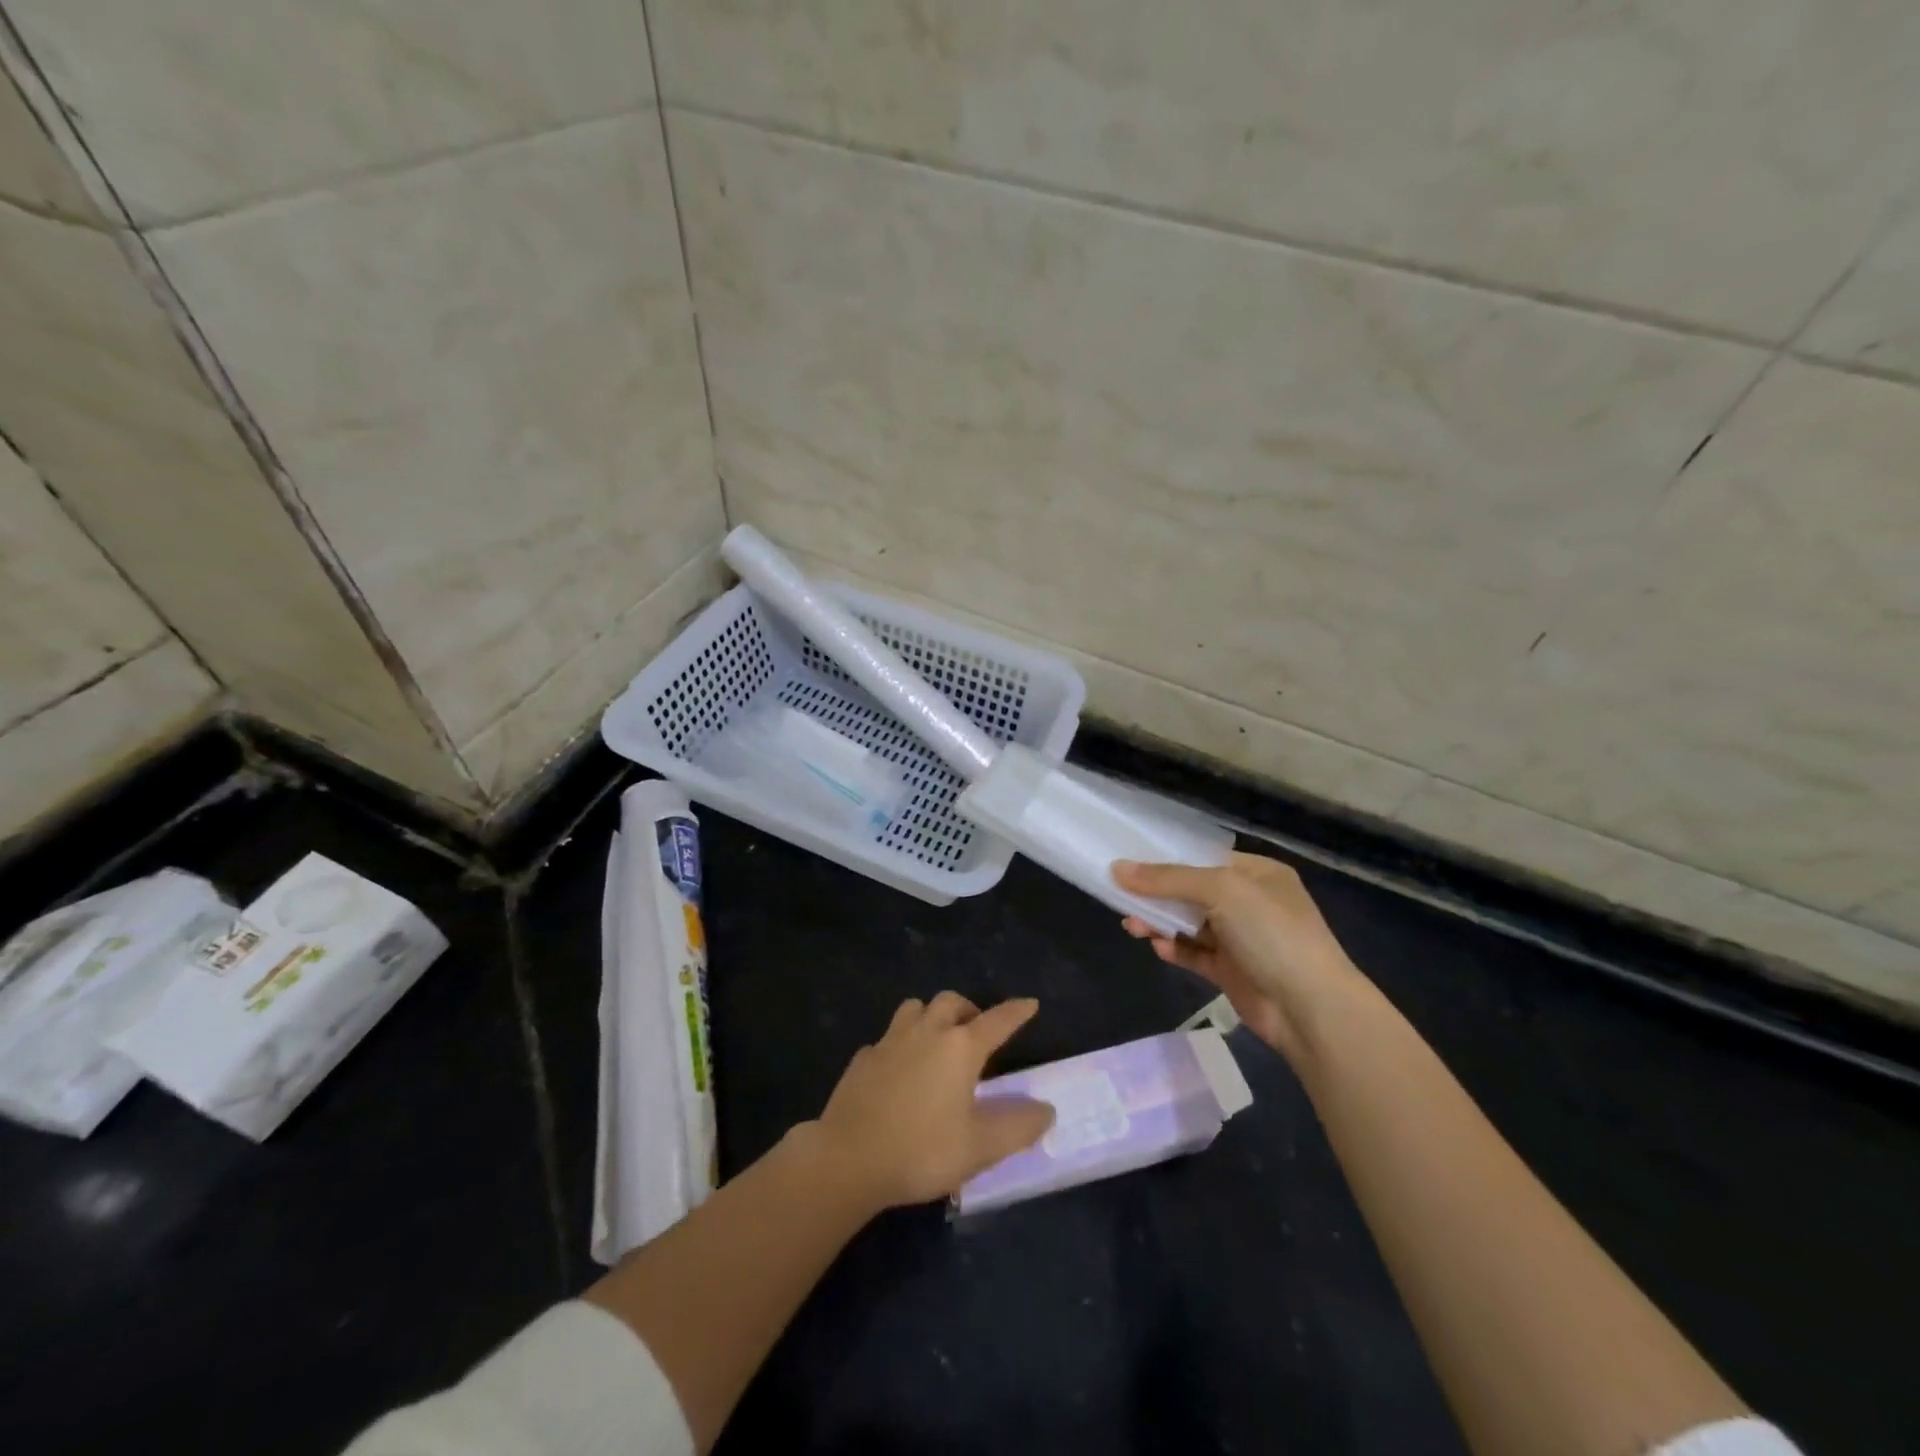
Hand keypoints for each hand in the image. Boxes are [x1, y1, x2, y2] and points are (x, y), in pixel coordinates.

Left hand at [809, 992, 1054, 1211]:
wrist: (847, 1159)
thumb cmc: (921, 1150)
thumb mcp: (980, 1147)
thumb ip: (1017, 1127)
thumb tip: (1046, 1110)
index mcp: (959, 1047)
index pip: (997, 1020)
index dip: (1016, 1011)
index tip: (1030, 1004)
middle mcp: (926, 1032)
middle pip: (951, 1002)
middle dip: (969, 1009)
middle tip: (977, 1031)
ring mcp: (890, 1041)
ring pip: (915, 1008)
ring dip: (932, 1016)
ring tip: (937, 1041)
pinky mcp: (863, 1058)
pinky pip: (888, 1038)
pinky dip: (901, 1044)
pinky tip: (899, 1070)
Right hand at [1114, 852, 1362, 1063]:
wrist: (1310, 1009)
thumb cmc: (1271, 933)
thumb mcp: (1221, 891)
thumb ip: (1168, 879)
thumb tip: (1118, 869)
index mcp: (1257, 873)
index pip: (1204, 858)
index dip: (1167, 859)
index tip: (1129, 860)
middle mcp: (1250, 903)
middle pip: (1192, 891)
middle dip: (1157, 894)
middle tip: (1121, 897)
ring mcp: (1241, 939)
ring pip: (1190, 924)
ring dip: (1161, 923)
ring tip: (1131, 926)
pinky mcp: (1231, 972)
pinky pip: (1195, 954)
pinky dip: (1174, 949)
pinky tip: (1156, 948)